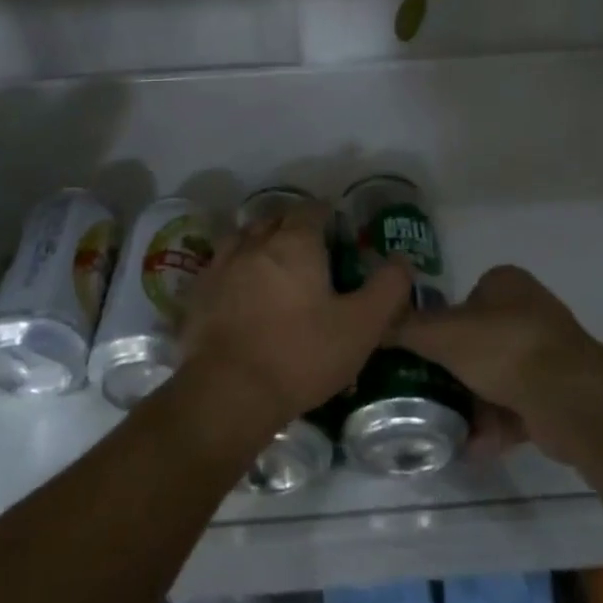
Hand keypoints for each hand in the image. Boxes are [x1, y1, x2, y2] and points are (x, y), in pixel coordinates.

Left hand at [182, 204, 411, 432]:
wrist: (229, 392)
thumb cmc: (301, 355)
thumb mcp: (360, 327)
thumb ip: (388, 289)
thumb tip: (402, 259)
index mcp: (295, 243)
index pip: (311, 210)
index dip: (326, 216)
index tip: (336, 232)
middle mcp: (256, 242)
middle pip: (275, 219)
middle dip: (293, 227)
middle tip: (310, 252)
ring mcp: (222, 264)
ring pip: (244, 238)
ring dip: (260, 244)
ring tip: (273, 267)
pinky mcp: (199, 291)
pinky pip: (220, 265)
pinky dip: (234, 269)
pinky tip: (240, 291)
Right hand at [394, 265, 602, 463]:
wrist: (571, 400)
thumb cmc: (504, 348)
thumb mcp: (442, 333)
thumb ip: (405, 328)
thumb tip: (372, 324)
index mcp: (506, 284)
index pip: (464, 299)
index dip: (441, 324)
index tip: (421, 352)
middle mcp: (528, 313)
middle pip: (478, 342)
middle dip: (454, 371)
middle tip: (426, 392)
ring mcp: (546, 356)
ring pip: (496, 378)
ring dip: (471, 404)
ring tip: (441, 426)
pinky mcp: (556, 396)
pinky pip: (515, 409)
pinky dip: (493, 427)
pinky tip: (469, 446)